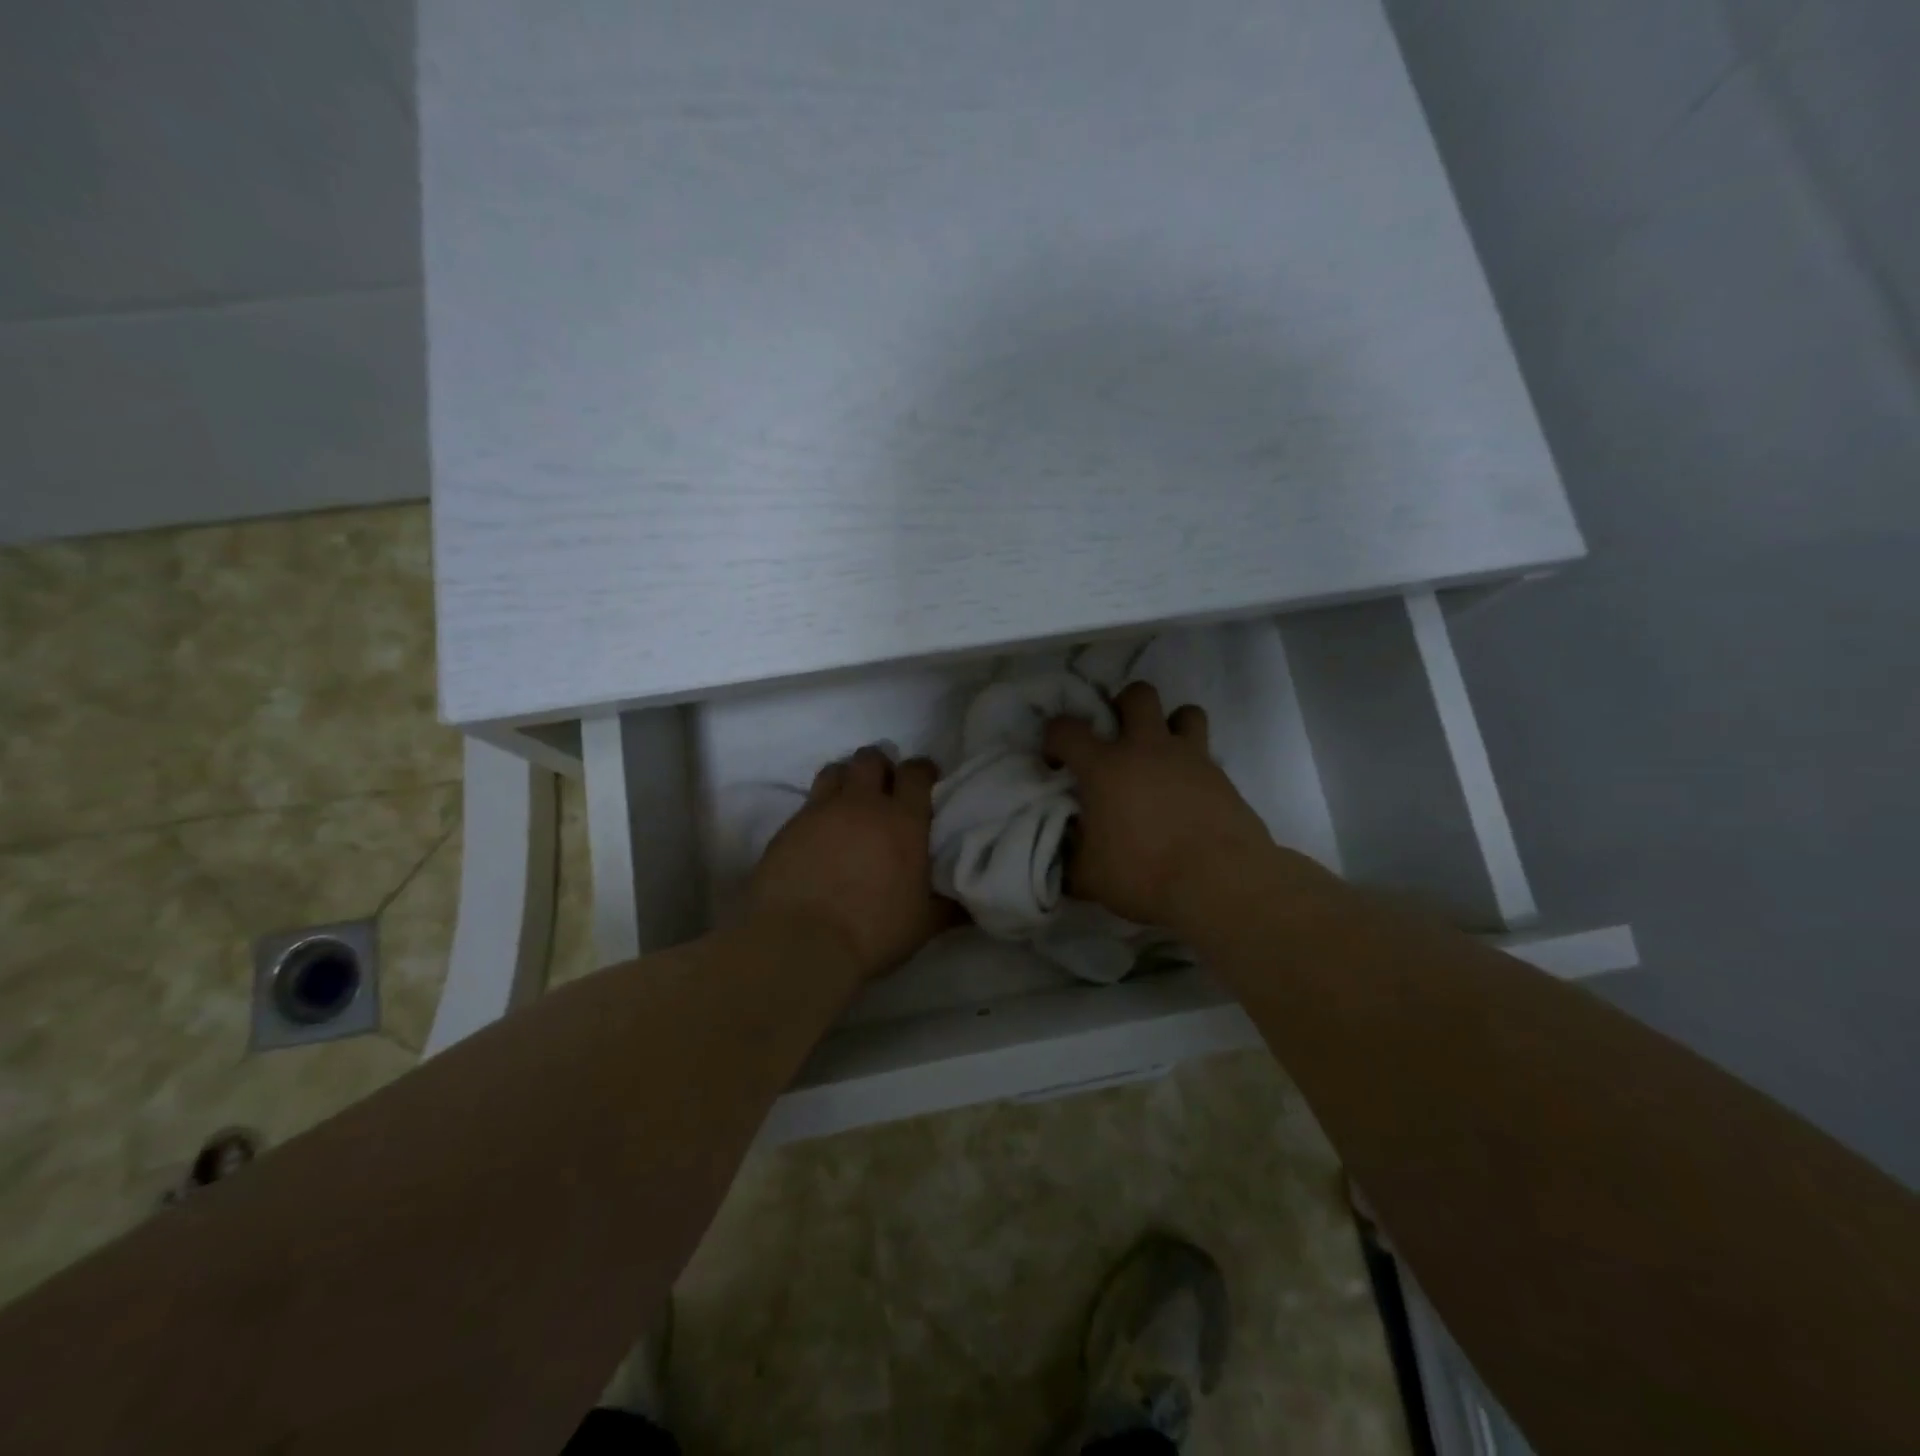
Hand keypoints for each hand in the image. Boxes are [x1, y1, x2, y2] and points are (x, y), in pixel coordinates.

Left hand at [750, 746, 952, 979]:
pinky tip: (819, 835)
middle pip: (870, 759)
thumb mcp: (924, 923)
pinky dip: (818, 811)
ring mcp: (820, 812)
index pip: (915, 772)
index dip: (922, 771)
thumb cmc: (873, 931)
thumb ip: (949, 906)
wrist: (801, 942)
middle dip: (880, 767)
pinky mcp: (787, 827)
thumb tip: (971, 904)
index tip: (926, 781)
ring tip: (849, 803)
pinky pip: (807, 803)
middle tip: (884, 789)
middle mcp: (862, 804)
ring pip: (834, 771)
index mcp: (903, 820)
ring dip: (846, 779)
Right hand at [1045, 682, 1278, 929]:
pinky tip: (1188, 795)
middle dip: (1123, 706)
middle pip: (1137, 695)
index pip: (1066, 729)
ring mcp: (1189, 758)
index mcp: (1105, 766)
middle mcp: (1146, 749)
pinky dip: (1194, 766)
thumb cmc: (1144, 874)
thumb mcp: (1088, 877)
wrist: (1219, 884)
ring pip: (1185, 712)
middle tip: (1117, 738)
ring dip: (1171, 726)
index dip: (1054, 739)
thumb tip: (1065, 855)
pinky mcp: (1222, 777)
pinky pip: (1207, 754)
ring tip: (1162, 756)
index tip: (1057, 762)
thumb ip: (1071, 858)